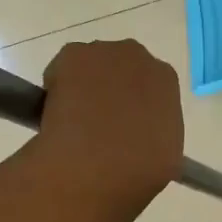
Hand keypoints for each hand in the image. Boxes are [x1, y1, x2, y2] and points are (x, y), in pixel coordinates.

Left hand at [33, 40, 182, 214]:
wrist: (97, 165)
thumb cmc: (139, 168)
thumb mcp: (165, 156)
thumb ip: (155, 135)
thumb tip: (140, 139)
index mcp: (165, 80)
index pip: (148, 86)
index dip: (133, 105)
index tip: (122, 127)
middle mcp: (137, 57)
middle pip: (119, 69)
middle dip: (109, 89)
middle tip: (97, 124)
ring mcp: (102, 52)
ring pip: (90, 68)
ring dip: (83, 87)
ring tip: (72, 123)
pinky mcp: (71, 55)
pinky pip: (61, 70)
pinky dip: (56, 88)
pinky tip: (56, 115)